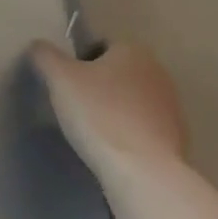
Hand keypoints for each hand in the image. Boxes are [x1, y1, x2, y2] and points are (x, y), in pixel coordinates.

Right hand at [29, 38, 187, 176]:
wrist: (144, 173)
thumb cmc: (99, 114)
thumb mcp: (59, 78)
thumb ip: (45, 55)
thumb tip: (39, 46)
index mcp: (134, 51)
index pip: (100, 45)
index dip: (79, 62)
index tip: (67, 83)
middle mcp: (159, 73)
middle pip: (117, 73)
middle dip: (98, 86)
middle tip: (75, 106)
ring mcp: (172, 108)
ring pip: (131, 101)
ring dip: (114, 110)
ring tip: (92, 131)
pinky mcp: (178, 140)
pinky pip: (143, 128)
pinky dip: (128, 134)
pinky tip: (113, 150)